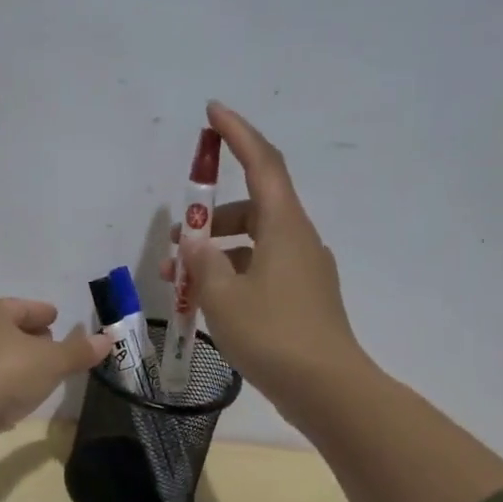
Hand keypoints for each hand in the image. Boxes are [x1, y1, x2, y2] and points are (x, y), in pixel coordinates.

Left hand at [0, 297, 112, 433]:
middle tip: (47, 349)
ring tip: (29, 378)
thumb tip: (106, 340)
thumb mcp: (51, 362)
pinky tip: (4, 402)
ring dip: (6, 363)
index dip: (42, 313)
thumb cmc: (4, 373)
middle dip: (24, 337)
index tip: (55, 318)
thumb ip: (78, 352)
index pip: (21, 307)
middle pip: (0, 328)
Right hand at [161, 102, 363, 417]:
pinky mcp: (302, 298)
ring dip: (214, 253)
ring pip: (252, 244)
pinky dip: (231, 274)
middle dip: (210, 217)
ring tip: (178, 281)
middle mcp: (298, 239)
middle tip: (174, 240)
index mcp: (284, 227)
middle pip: (252, 208)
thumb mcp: (222, 295)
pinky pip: (260, 270)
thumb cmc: (273, 334)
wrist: (328, 389)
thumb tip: (193, 240)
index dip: (238, 134)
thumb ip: (202, 260)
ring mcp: (304, 270)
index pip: (262, 164)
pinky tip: (207, 303)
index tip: (212, 112)